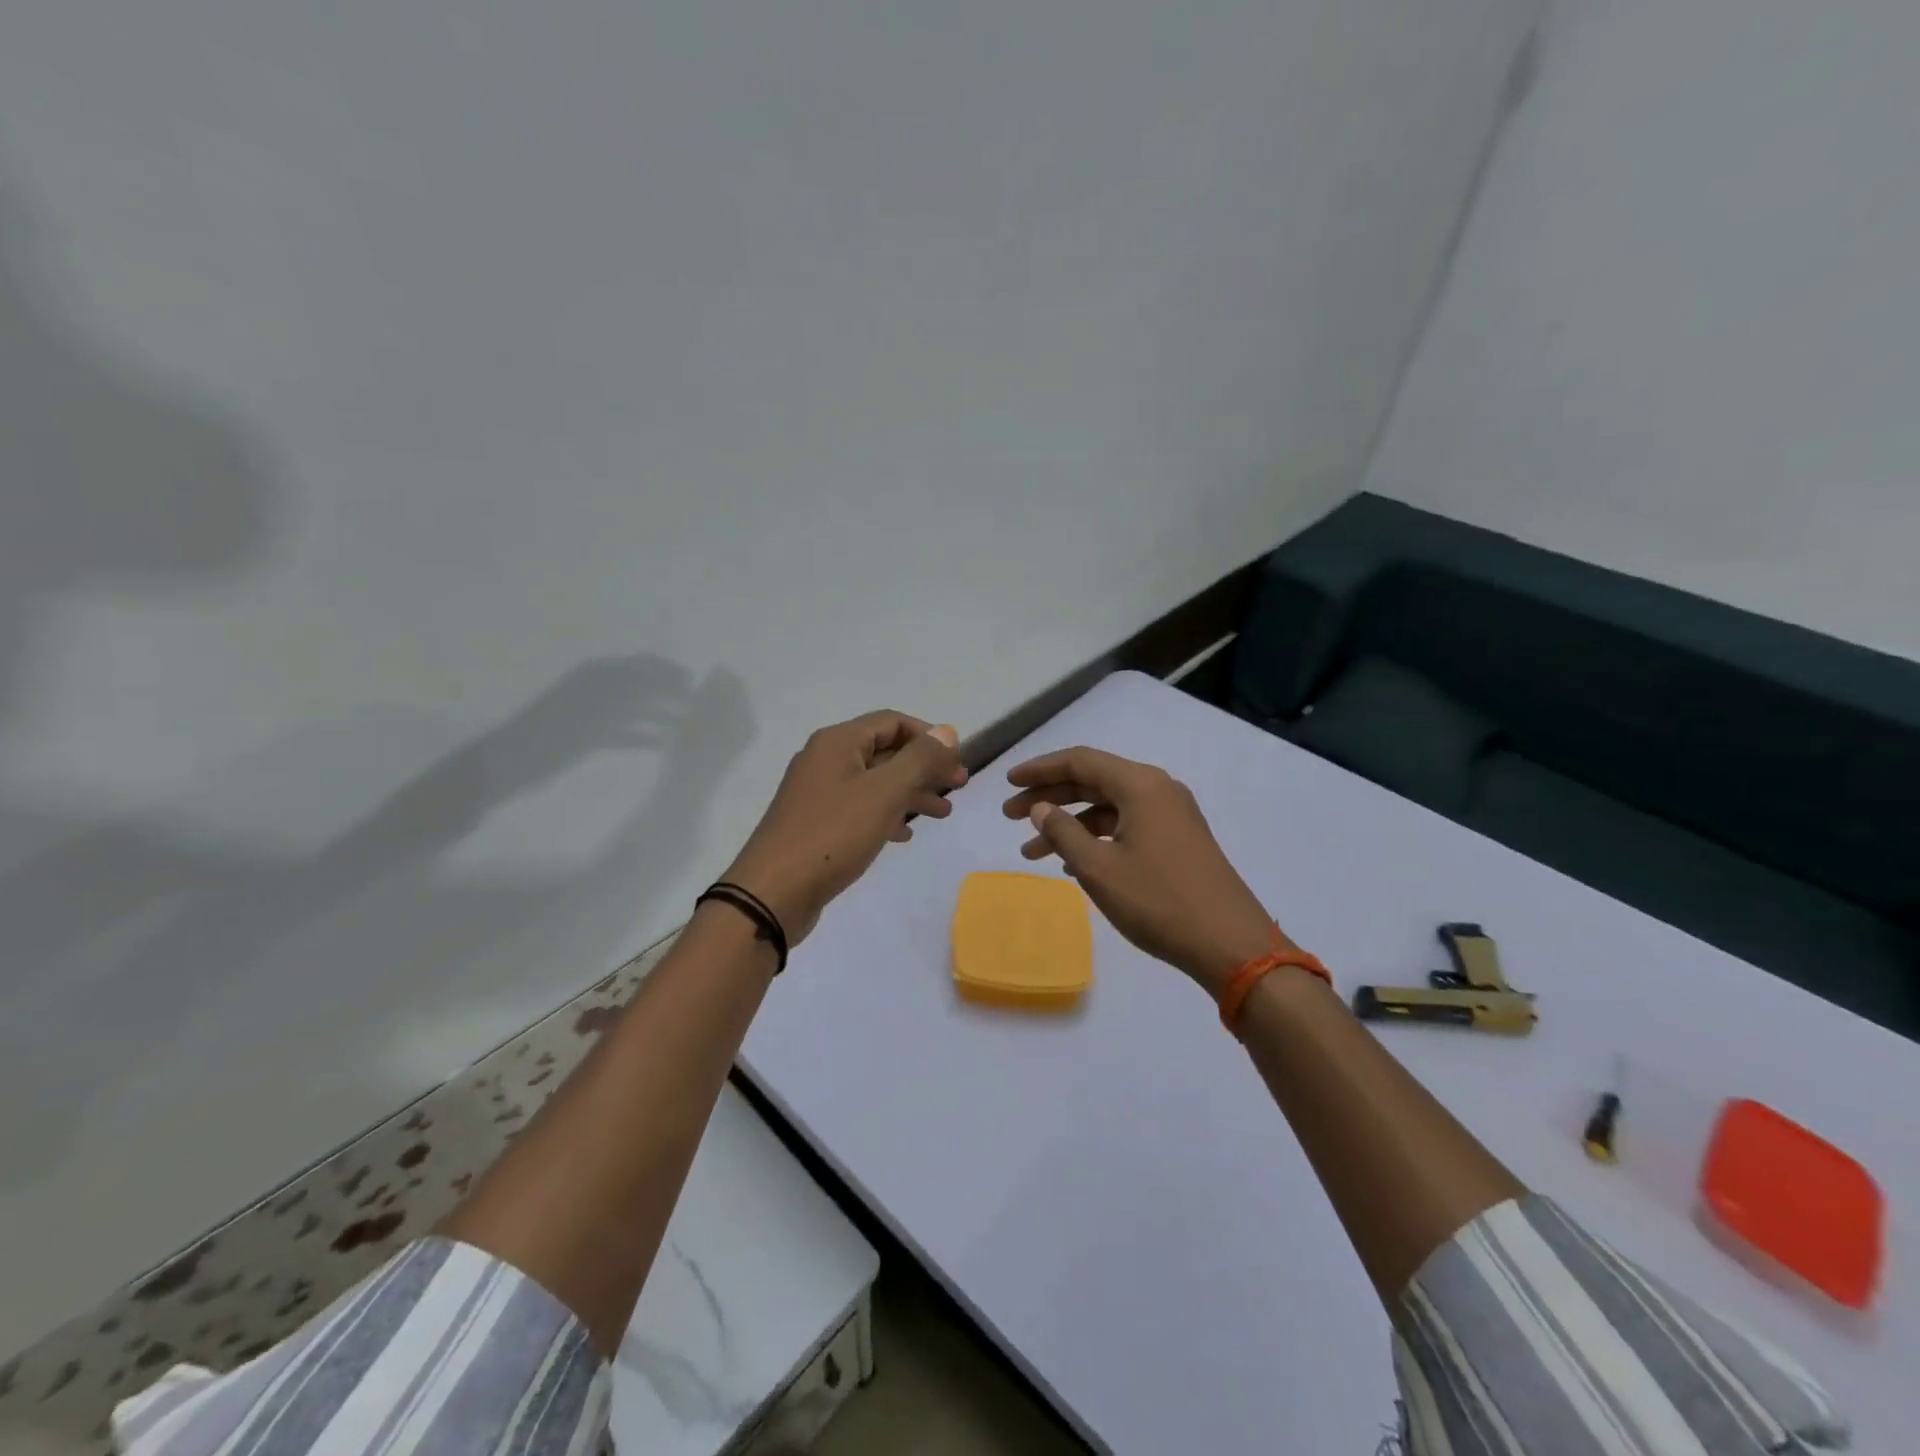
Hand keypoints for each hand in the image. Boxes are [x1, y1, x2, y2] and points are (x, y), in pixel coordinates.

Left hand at [725, 711, 966, 943]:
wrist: (774, 893)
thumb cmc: (833, 834)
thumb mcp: (884, 793)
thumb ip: (919, 759)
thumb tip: (947, 731)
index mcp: (837, 742)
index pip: (892, 722)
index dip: (929, 736)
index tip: (957, 760)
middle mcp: (825, 760)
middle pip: (885, 751)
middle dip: (924, 767)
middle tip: (958, 787)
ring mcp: (818, 793)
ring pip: (875, 782)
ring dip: (911, 793)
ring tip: (942, 813)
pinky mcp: (816, 824)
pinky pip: (860, 808)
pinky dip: (887, 814)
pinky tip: (905, 834)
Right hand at [1003, 746, 1282, 994]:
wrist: (1230, 944)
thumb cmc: (1158, 902)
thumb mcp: (1099, 868)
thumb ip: (1062, 832)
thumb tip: (1040, 808)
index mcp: (1140, 785)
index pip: (1079, 761)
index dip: (1039, 770)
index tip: (1007, 783)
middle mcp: (1157, 790)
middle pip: (1092, 781)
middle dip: (1049, 797)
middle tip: (1010, 817)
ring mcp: (1171, 815)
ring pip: (1108, 807)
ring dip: (1069, 824)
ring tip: (1031, 853)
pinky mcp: (1177, 840)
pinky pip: (1126, 826)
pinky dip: (1095, 838)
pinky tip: (1072, 863)